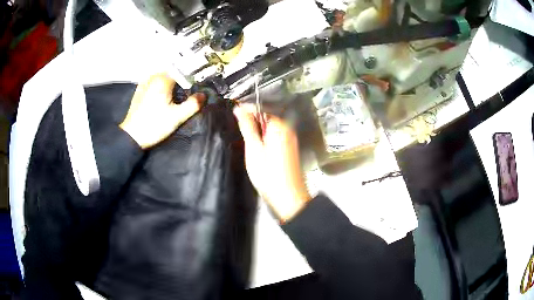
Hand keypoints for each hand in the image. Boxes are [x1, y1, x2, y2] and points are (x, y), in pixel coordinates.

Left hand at [120, 74, 205, 148]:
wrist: (132, 136)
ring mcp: (145, 83)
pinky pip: (153, 81)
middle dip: (181, 78)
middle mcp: (153, 77)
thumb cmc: (155, 125)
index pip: (182, 71)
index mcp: (163, 80)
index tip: (197, 84)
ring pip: (162, 76)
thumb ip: (193, 104)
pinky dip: (160, 84)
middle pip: (172, 72)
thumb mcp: (177, 117)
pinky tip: (163, 94)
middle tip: (188, 89)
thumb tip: (203, 95)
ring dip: (170, 80)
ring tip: (177, 91)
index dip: (191, 76)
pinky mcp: (139, 90)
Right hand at [233, 104, 310, 221]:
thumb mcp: (253, 148)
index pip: (260, 108)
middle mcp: (287, 129)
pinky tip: (257, 150)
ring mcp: (289, 139)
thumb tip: (239, 109)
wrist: (288, 197)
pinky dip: (264, 139)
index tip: (233, 113)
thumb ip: (247, 126)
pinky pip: (274, 137)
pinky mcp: (289, 149)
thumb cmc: (269, 174)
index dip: (245, 109)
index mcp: (279, 125)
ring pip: (269, 128)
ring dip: (257, 132)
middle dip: (251, 122)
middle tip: (239, 132)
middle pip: (265, 117)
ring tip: (247, 142)